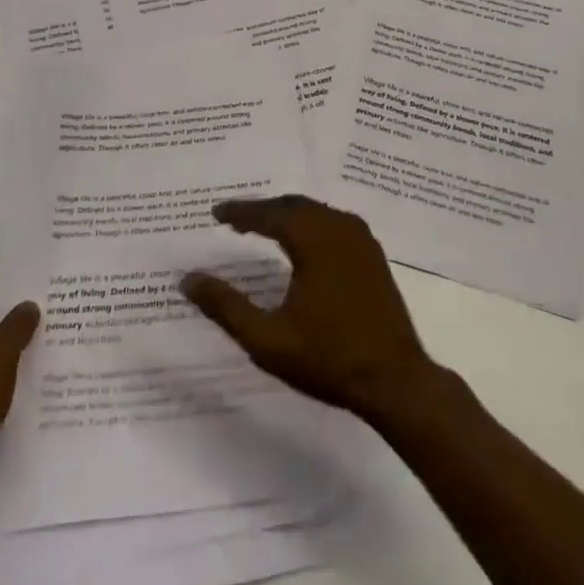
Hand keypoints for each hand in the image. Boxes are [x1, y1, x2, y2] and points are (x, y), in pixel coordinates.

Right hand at [181, 195, 439, 426]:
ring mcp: (361, 238)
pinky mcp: (372, 253)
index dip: (241, 211)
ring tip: (260, 226)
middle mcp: (339, 226)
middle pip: (293, 205)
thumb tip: (189, 279)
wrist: (395, 379)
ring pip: (315, 211)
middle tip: (234, 218)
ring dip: (286, 214)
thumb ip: (226, 307)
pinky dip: (309, 223)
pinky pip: (333, 222)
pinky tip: (299, 241)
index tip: (216, 212)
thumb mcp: (268, 339)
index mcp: (314, 239)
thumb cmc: (328, 358)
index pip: (270, 213)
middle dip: (263, 209)